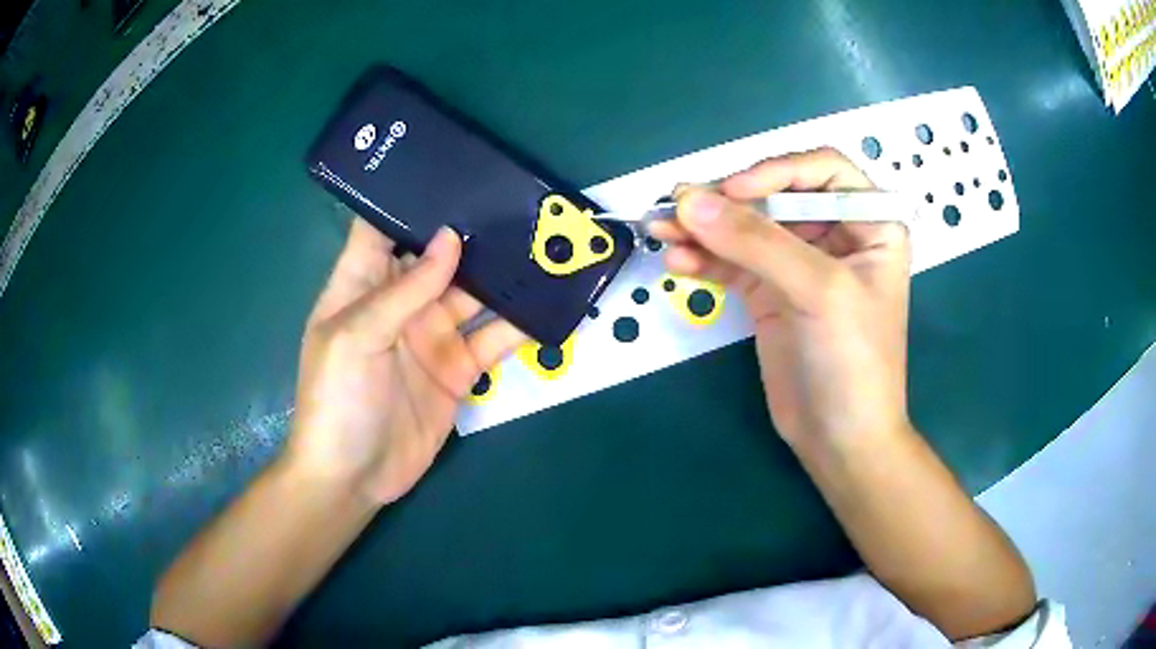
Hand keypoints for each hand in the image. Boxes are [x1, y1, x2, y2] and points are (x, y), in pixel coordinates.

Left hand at [286, 220, 524, 504]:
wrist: (354, 478)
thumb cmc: (336, 400)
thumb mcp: (356, 336)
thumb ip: (403, 290)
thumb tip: (451, 239)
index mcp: (363, 285)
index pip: (383, 228)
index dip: (409, 199)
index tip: (449, 170)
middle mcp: (401, 303)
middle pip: (440, 257)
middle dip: (474, 232)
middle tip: (519, 202)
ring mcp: (433, 335)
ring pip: (475, 294)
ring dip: (506, 275)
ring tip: (546, 244)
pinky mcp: (460, 368)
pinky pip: (495, 339)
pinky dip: (521, 324)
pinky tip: (551, 304)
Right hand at [649, 148, 911, 449]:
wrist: (839, 440)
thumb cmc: (854, 361)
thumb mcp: (818, 292)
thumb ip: (756, 242)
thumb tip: (688, 201)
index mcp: (869, 223)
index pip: (821, 171)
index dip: (776, 171)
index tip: (733, 192)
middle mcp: (834, 234)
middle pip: (774, 195)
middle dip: (727, 199)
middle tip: (677, 205)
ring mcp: (797, 263)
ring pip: (746, 227)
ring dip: (703, 226)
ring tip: (660, 228)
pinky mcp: (767, 292)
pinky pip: (730, 262)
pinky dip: (702, 258)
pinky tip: (676, 260)